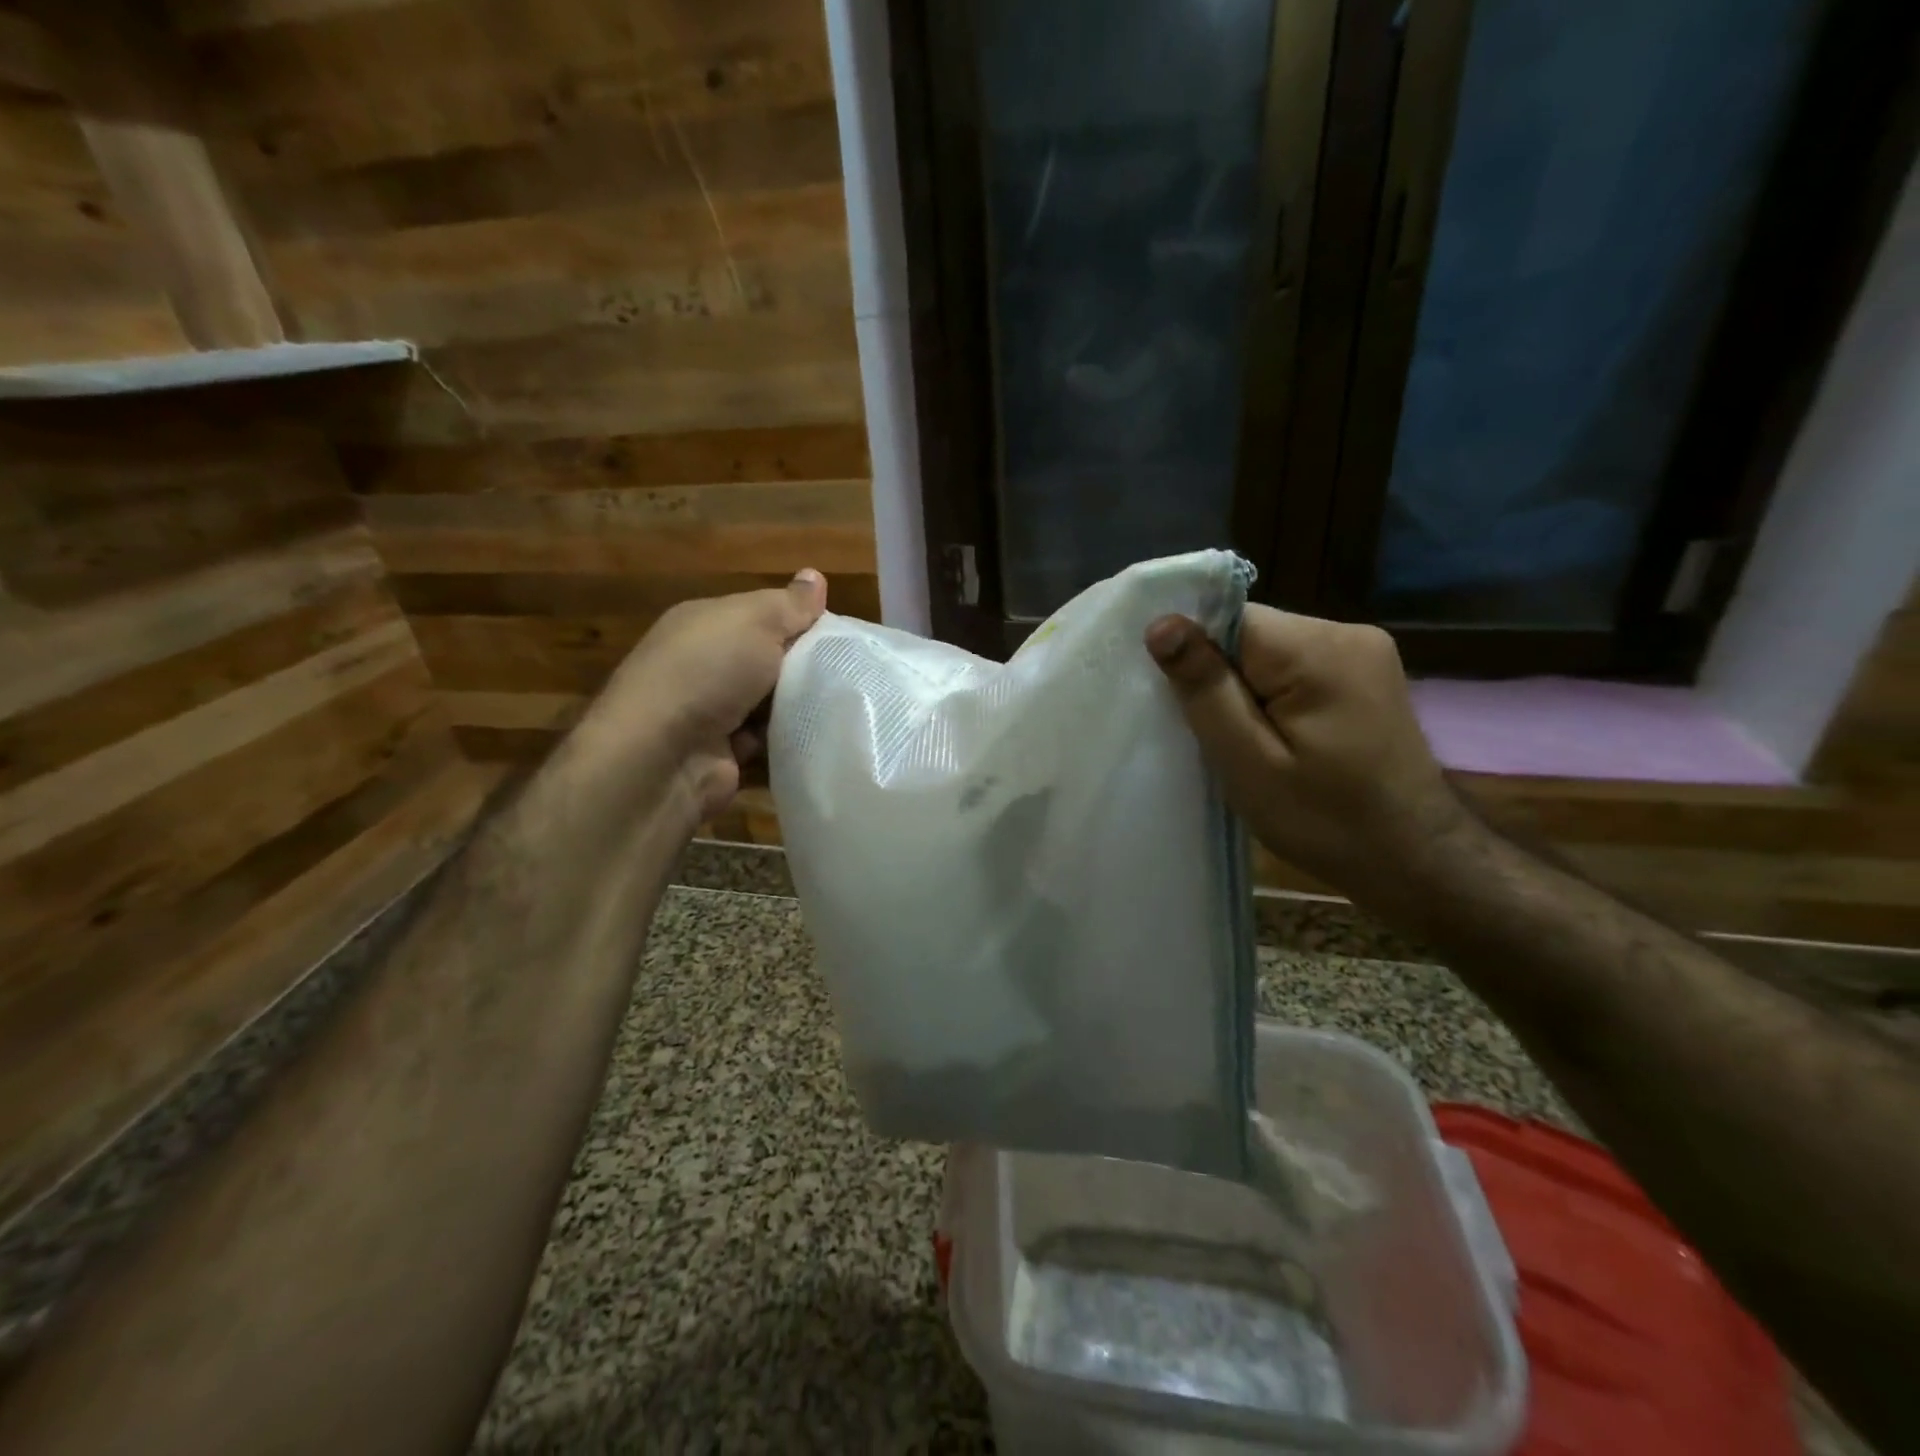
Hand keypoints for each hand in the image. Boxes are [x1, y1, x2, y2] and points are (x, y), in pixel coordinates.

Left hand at [578, 570, 827, 821]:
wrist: (663, 755)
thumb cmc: (708, 671)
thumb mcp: (755, 621)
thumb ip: (790, 604)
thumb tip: (815, 576)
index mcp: (705, 623)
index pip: (762, 615)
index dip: (800, 622)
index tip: (841, 636)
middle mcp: (703, 664)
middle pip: (768, 660)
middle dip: (804, 666)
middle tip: (849, 673)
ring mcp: (710, 712)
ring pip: (770, 703)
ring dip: (798, 706)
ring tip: (845, 706)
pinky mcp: (723, 754)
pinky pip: (767, 741)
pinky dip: (787, 740)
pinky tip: (819, 736)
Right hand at [1145, 607, 1473, 898]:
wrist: (1416, 860)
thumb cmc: (1326, 821)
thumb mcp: (1249, 763)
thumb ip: (1206, 689)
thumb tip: (1161, 624)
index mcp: (1318, 649)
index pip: (1228, 619)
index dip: (1196, 656)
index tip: (1185, 704)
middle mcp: (1347, 632)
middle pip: (1250, 632)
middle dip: (1222, 676)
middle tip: (1220, 737)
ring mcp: (1364, 652)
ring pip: (1270, 651)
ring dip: (1246, 688)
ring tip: (1248, 743)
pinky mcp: (1367, 674)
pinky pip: (1296, 666)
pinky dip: (1273, 695)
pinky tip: (1278, 737)